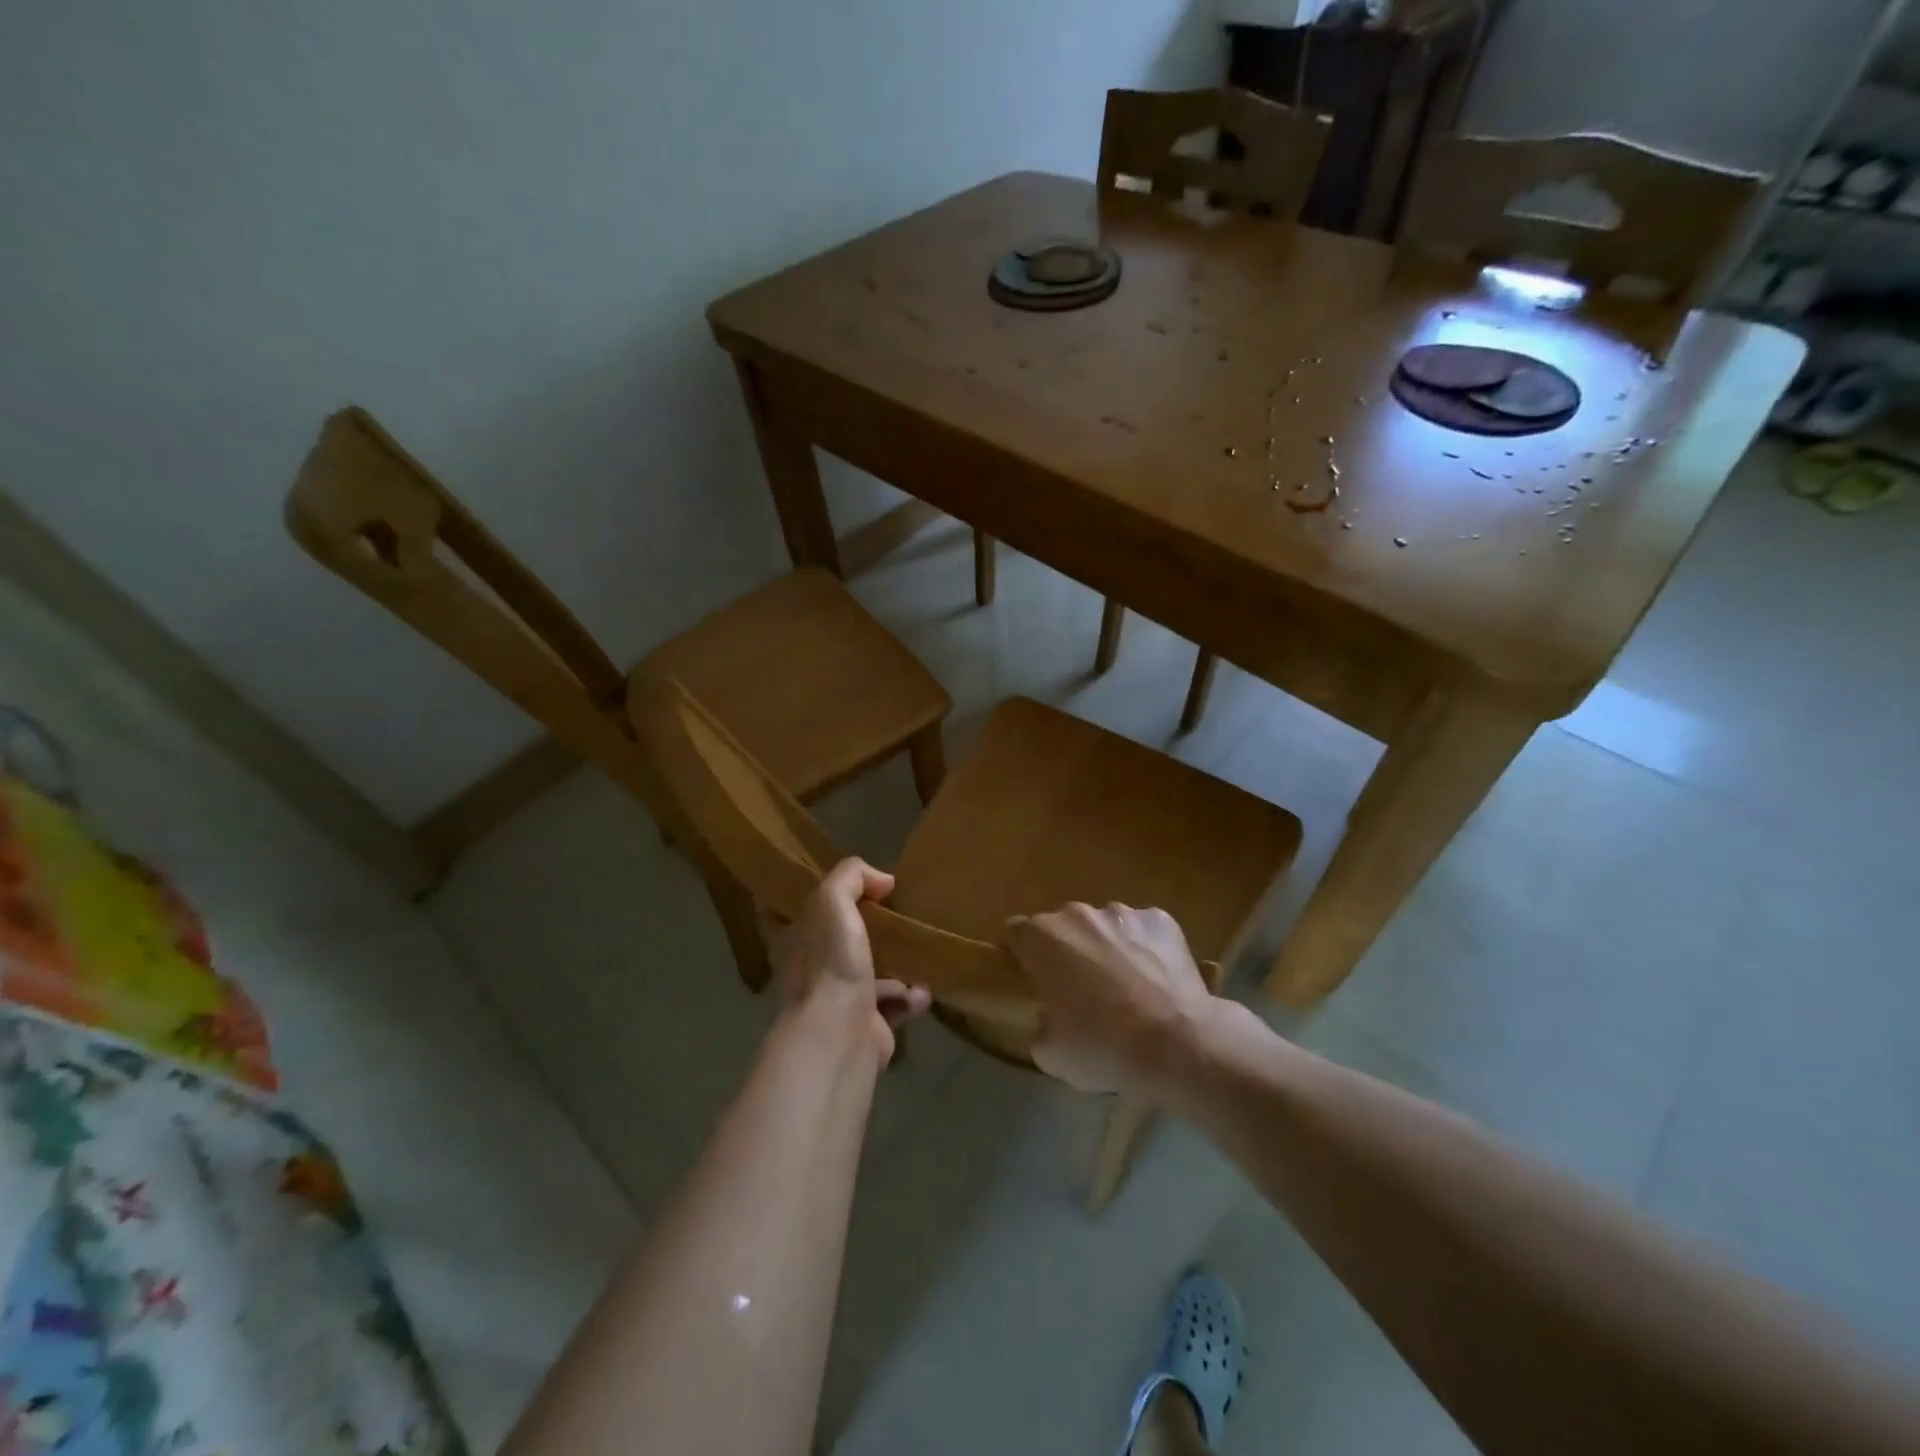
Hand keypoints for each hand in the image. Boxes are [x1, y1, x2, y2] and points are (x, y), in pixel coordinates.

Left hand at [763, 858, 930, 1062]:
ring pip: (868, 977)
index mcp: (796, 942)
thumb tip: (882, 879)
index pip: (801, 915)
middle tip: (897, 919)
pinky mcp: (866, 1029)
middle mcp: (812, 973)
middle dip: (866, 933)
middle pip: (839, 945)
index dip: (823, 901)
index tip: (852, 890)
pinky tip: (924, 989)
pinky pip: (892, 1007)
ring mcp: (837, 1004)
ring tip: (919, 954)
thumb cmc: (829, 963)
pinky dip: (910, 997)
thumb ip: (851, 877)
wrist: (840, 1036)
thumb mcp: (832, 901)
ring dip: (895, 968)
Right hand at [1004, 902, 1215, 1095]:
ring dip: (1105, 947)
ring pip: (1103, 925)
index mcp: (1042, 938)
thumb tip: (1049, 1018)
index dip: (1021, 955)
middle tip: (1079, 989)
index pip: (1016, 933)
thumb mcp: (1049, 1052)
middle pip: (1061, 926)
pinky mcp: (1161, 920)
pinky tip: (1155, 980)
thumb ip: (1039, 1023)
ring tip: (1124, 986)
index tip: (1032, 980)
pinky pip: (1143, 930)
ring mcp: (1122, 912)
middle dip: (1065, 950)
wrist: (1176, 1044)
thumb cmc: (1101, 1047)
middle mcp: (1077, 913)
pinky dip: (1144, 947)